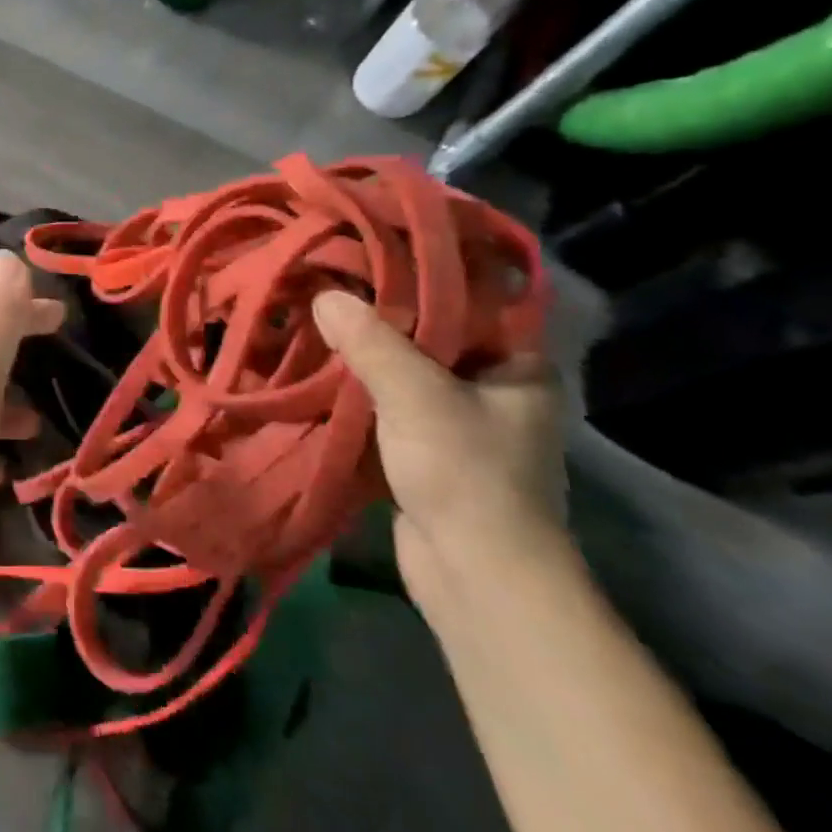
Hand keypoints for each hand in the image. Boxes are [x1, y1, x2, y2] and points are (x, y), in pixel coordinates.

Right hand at [312, 290, 569, 610]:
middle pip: (430, 337)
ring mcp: (460, 423)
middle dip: (379, 318)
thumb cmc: (464, 472)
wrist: (475, 574)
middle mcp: (494, 388)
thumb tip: (326, 295)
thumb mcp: (415, 394)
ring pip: (404, 374)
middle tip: (329, 287)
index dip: (419, 277)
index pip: (468, 302)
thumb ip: (371, 341)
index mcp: (516, 366)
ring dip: (364, 358)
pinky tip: (321, 373)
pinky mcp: (428, 451)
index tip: (367, 256)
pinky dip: (359, 393)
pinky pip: (388, 406)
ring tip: (315, 323)